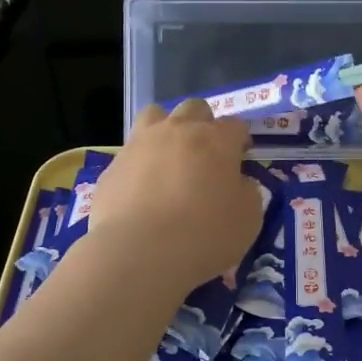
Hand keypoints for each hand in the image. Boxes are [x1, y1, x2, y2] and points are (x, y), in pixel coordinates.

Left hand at [89, 101, 262, 294]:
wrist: (141, 251)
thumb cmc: (205, 235)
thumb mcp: (249, 219)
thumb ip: (246, 192)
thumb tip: (237, 182)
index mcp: (216, 140)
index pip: (235, 126)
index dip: (240, 140)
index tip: (241, 156)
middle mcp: (178, 131)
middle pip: (194, 109)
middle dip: (203, 124)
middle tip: (206, 154)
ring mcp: (140, 144)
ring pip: (154, 115)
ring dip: (166, 128)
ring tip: (168, 157)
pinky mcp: (113, 165)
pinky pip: (130, 153)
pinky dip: (139, 164)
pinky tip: (141, 190)